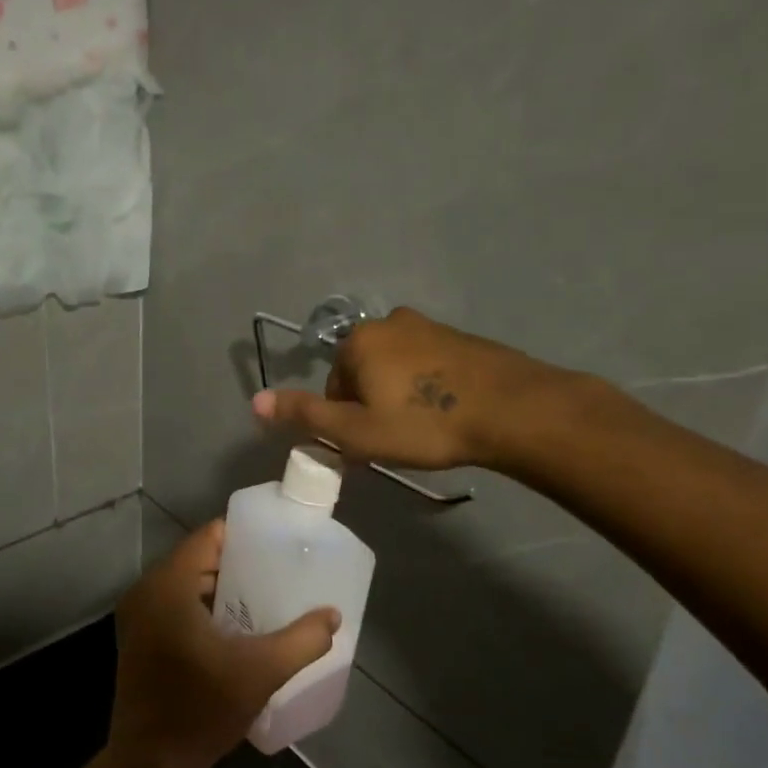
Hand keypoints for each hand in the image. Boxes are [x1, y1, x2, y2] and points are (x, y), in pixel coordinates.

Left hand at [109, 522, 338, 767]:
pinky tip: (234, 628)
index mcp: (168, 585)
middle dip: (238, 563)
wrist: (149, 765)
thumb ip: (302, 640)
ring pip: (186, 584)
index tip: (277, 542)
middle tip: (278, 570)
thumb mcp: (261, 671)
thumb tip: (333, 616)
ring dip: (221, 588)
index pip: (208, 536)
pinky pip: (175, 605)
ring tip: (264, 595)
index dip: (243, 535)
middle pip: (198, 559)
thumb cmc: (201, 708)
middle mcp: (146, 591)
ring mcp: (137, 617)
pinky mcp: (138, 640)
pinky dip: (203, 607)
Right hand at [251, 307, 586, 471]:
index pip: (333, 386)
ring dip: (399, 396)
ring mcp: (429, 326)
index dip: (346, 420)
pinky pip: (427, 365)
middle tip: (397, 439)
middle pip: (362, 373)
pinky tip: (447, 412)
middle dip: (371, 405)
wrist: (513, 410)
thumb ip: (305, 415)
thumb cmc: (425, 423)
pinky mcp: (460, 337)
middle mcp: (389, 322)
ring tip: (424, 429)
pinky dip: (428, 387)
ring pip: (396, 369)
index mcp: (359, 341)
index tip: (370, 445)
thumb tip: (254, 400)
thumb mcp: (357, 431)